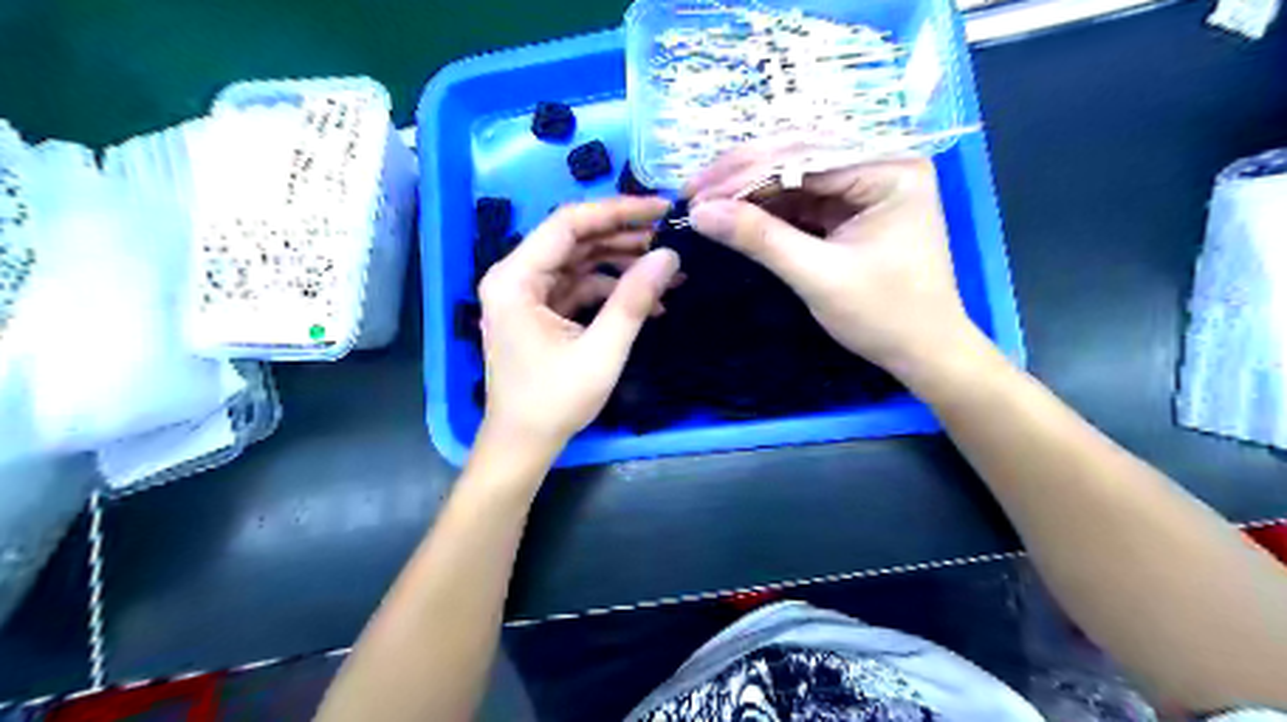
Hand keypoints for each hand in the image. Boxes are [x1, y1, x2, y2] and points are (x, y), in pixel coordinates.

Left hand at [477, 198, 677, 455]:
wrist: (523, 445)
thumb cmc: (553, 402)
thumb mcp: (601, 351)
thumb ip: (634, 301)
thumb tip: (671, 256)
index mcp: (515, 279)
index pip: (568, 224)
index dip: (617, 211)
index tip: (661, 208)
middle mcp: (515, 277)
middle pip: (574, 240)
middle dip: (624, 238)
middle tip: (670, 236)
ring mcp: (527, 295)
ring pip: (580, 262)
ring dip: (622, 265)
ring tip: (666, 270)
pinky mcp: (541, 312)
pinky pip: (579, 287)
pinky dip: (612, 291)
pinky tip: (648, 302)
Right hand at [690, 150, 980, 385]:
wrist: (922, 353)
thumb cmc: (884, 315)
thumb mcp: (818, 275)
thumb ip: (760, 239)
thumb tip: (700, 213)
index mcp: (889, 168)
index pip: (804, 155)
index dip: (744, 172)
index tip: (696, 192)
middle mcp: (880, 164)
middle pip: (799, 156)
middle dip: (742, 175)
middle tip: (693, 192)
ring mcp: (866, 185)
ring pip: (795, 176)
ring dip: (750, 191)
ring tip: (705, 203)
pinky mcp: (852, 209)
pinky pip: (803, 199)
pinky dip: (768, 208)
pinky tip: (735, 214)